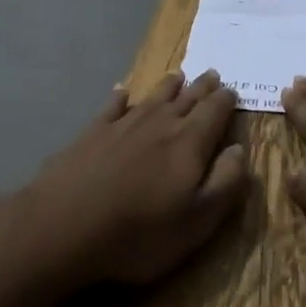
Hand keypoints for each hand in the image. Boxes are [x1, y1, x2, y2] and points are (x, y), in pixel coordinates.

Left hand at [24, 69, 249, 286]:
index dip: (226, 100)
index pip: (214, 111)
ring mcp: (124, 124)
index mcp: (190, 142)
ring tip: (178, 76)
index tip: (232, 91)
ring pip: (153, 97)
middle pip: (187, 98)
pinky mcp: (93, 132)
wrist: (66, 224)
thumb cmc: (140, 232)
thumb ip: (225, 182)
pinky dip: (120, 97)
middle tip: (211, 74)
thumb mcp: (198, 220)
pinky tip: (121, 92)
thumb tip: (239, 148)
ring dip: (169, 86)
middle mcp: (160, 123)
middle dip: (202, 86)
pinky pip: (112, 107)